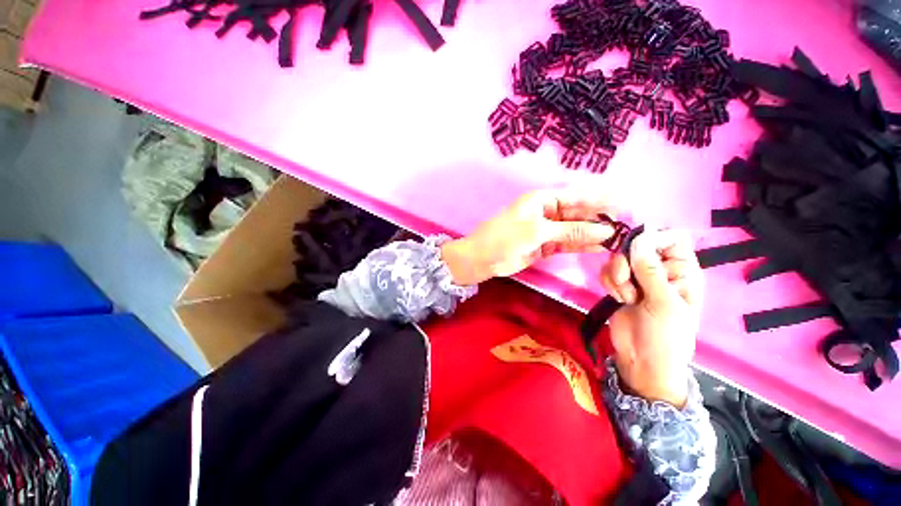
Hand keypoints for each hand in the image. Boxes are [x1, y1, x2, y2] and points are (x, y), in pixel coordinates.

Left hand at [441, 188, 617, 285]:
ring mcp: (547, 230)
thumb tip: (605, 230)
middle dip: (599, 220)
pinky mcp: (545, 245)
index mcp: (543, 200)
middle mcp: (547, 212)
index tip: (623, 205)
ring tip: (617, 239)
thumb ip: (570, 230)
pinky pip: (567, 243)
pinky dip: (581, 245)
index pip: (576, 196)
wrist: (483, 258)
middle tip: (625, 227)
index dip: (599, 199)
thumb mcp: (537, 231)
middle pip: (578, 213)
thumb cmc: (505, 237)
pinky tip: (599, 247)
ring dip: (593, 234)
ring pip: (575, 230)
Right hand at [600, 230, 703, 407]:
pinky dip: (609, 283)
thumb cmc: (666, 337)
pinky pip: (608, 271)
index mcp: (682, 270)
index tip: (637, 251)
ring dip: (617, 276)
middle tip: (628, 283)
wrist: (641, 360)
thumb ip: (651, 272)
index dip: (653, 237)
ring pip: (619, 258)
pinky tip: (618, 299)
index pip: (671, 237)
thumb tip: (638, 240)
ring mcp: (638, 277)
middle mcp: (660, 269)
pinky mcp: (619, 285)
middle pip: (638, 244)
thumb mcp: (664, 304)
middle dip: (627, 263)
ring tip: (627, 297)